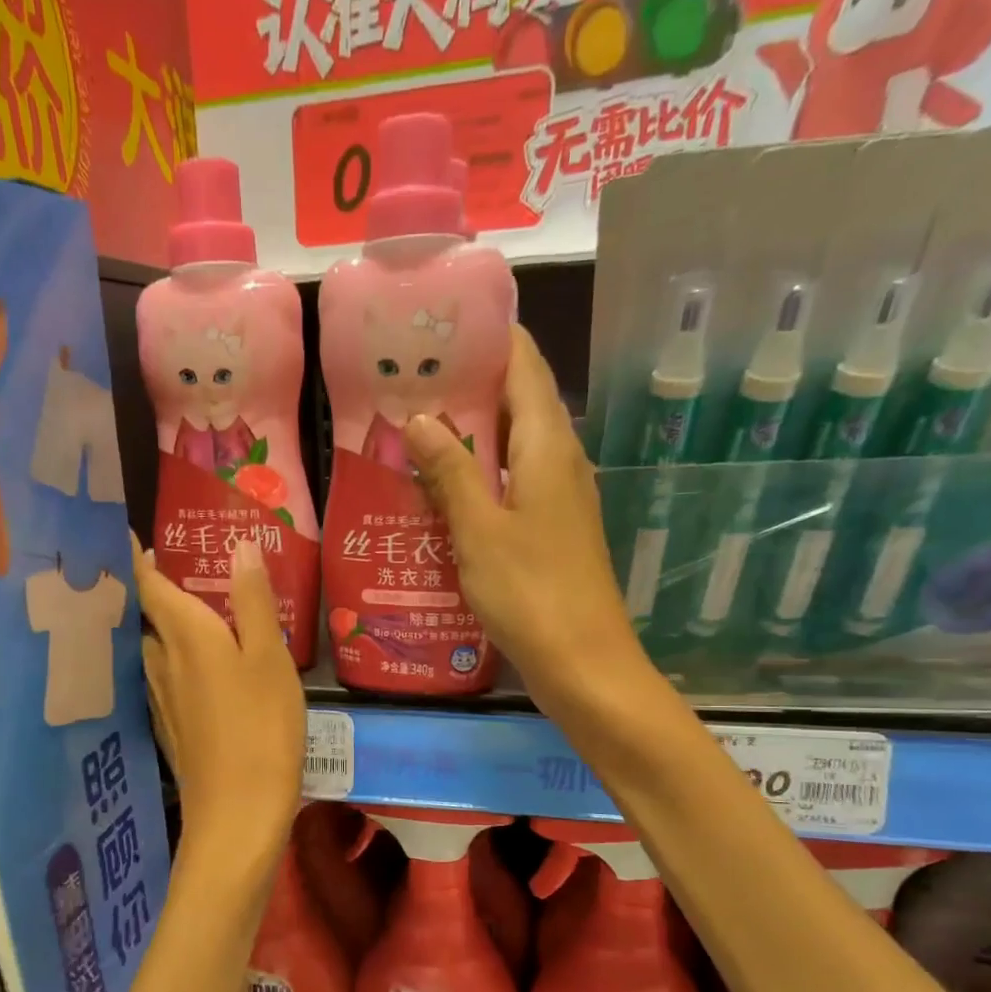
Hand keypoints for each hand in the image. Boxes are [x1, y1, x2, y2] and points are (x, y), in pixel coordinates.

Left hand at [134, 533, 304, 878]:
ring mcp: (160, 697)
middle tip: (178, 570)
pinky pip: (164, 678)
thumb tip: (238, 546)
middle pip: (147, 616)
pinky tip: (197, 669)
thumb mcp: (270, 657)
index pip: (148, 584)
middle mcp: (161, 660)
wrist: (237, 811)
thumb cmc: (261, 725)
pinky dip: (174, 660)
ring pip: (154, 649)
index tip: (128, 535)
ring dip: (164, 627)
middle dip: (154, 591)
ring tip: (191, 614)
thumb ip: (253, 600)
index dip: (137, 558)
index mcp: (185, 634)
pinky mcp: (169, 726)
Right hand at [404, 326, 661, 721]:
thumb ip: (451, 470)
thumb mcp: (480, 529)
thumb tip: (421, 418)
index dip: (488, 338)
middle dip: (466, 386)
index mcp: (548, 446)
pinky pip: (511, 483)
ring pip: (511, 445)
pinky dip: (477, 475)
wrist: (583, 663)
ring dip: (468, 434)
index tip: (438, 328)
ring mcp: (558, 496)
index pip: (523, 366)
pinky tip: (437, 489)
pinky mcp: (550, 528)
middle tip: (407, 381)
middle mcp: (560, 460)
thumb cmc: (531, 592)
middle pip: (517, 401)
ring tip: (411, 428)